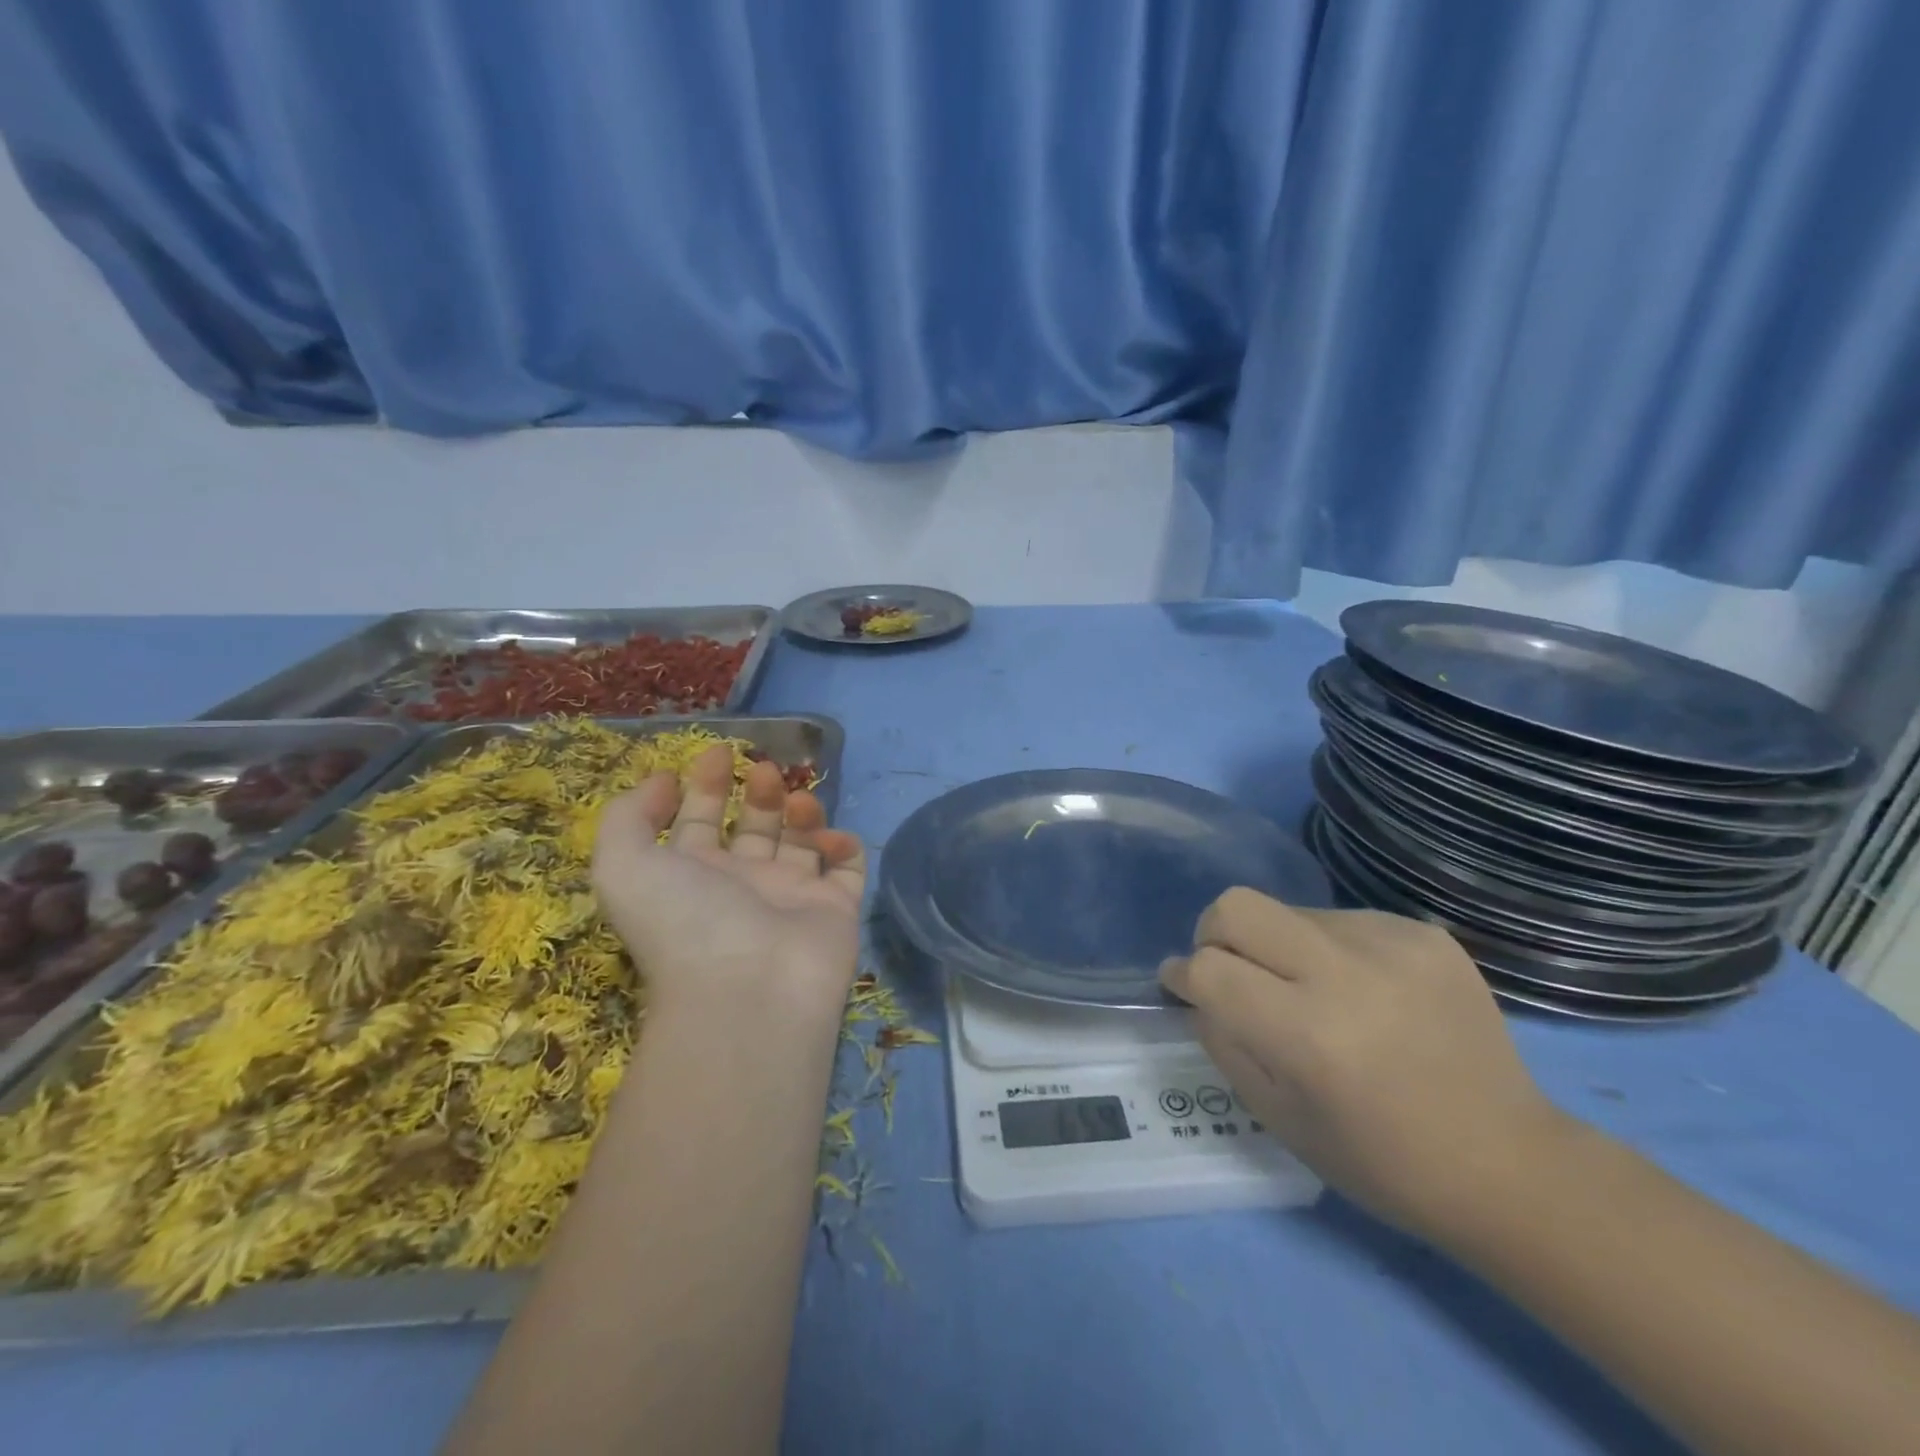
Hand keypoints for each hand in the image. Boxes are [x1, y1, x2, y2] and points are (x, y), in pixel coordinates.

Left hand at [592, 745, 866, 1025]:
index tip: (719, 750)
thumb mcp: (623, 865)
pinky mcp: (836, 909)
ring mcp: (792, 897)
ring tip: (796, 803)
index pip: (700, 821)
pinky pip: (847, 869)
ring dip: (800, 812)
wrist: (749, 989)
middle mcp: (743, 884)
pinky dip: (844, 846)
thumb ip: (628, 816)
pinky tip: (830, 838)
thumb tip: (660, 780)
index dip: (704, 785)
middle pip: (754, 826)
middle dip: (758, 793)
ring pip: (802, 842)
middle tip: (765, 770)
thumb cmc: (684, 921)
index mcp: (694, 876)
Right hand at [1161, 890, 1571, 1240]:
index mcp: (1308, 1035)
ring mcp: (1393, 945)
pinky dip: (1330, 950)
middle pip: (1238, 906)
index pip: (1208, 969)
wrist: (1512, 1165)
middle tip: (1230, 970)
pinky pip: (1342, 919)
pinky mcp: (1425, 934)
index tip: (1181, 985)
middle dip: (1214, 934)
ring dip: (1280, 947)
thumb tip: (1198, 989)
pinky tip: (1362, 992)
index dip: (1182, 975)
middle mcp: (1347, 974)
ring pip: (1289, 911)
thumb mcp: (1279, 1118)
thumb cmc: (1383, 1162)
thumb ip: (1223, 1042)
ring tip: (1313, 993)